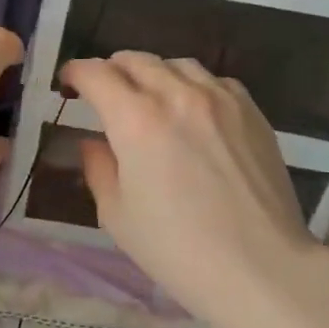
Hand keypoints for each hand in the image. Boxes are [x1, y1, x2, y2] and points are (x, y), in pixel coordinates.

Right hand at [61, 54, 328, 327]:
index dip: (75, 73)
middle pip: (135, 60)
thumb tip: (92, 142)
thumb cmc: (178, 249)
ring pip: (176, 64)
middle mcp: (177, 95)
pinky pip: (214, 80)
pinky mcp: (251, 110)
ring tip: (150, 98)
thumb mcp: (117, 215)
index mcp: (136, 120)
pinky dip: (193, 86)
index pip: (96, 74)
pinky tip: (194, 111)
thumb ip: (98, 168)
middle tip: (104, 93)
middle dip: (111, 70)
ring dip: (153, 74)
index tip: (68, 83)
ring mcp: (219, 99)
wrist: (260, 267)